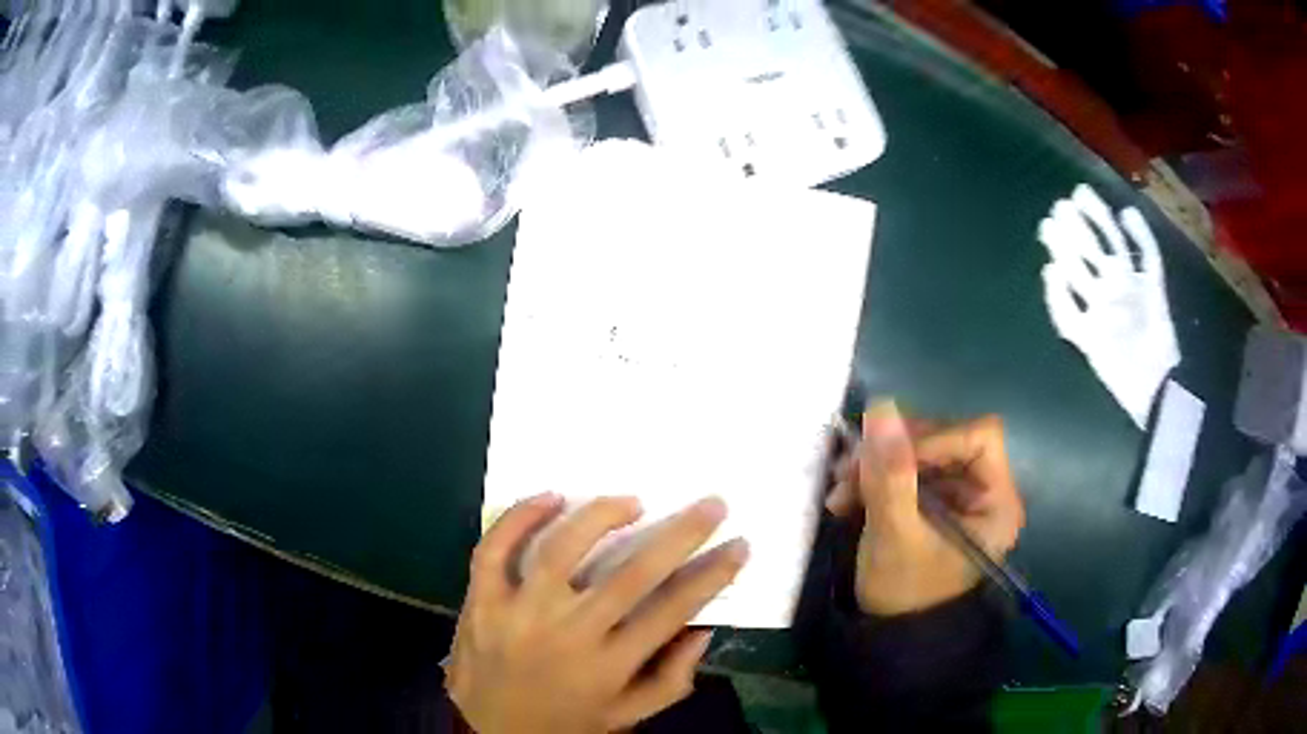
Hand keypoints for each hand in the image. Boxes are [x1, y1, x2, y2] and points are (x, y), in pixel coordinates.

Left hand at [446, 495, 749, 733]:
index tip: (738, 545)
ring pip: (560, 549)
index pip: (672, 610)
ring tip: (631, 501)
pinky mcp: (480, 601)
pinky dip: (519, 516)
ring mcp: (517, 613)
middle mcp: (567, 634)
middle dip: (680, 534)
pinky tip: (552, 498)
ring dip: (601, 515)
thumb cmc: (567, 724)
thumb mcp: (628, 715)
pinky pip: (494, 549)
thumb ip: (672, 679)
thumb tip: (703, 628)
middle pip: (631, 574)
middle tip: (711, 504)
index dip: (712, 574)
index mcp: (609, 666)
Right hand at [826, 401, 1024, 615]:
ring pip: (919, 452)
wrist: (890, 635)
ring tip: (840, 491)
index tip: (889, 459)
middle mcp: (983, 490)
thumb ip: (891, 475)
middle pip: (945, 439)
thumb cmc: (905, 593)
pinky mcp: (931, 501)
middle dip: (894, 453)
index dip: (935, 439)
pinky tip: (845, 498)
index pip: (979, 437)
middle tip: (849, 470)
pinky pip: (904, 470)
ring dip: (875, 464)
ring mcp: (956, 495)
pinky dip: (873, 478)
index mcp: (996, 500)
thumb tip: (881, 406)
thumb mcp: (896, 535)